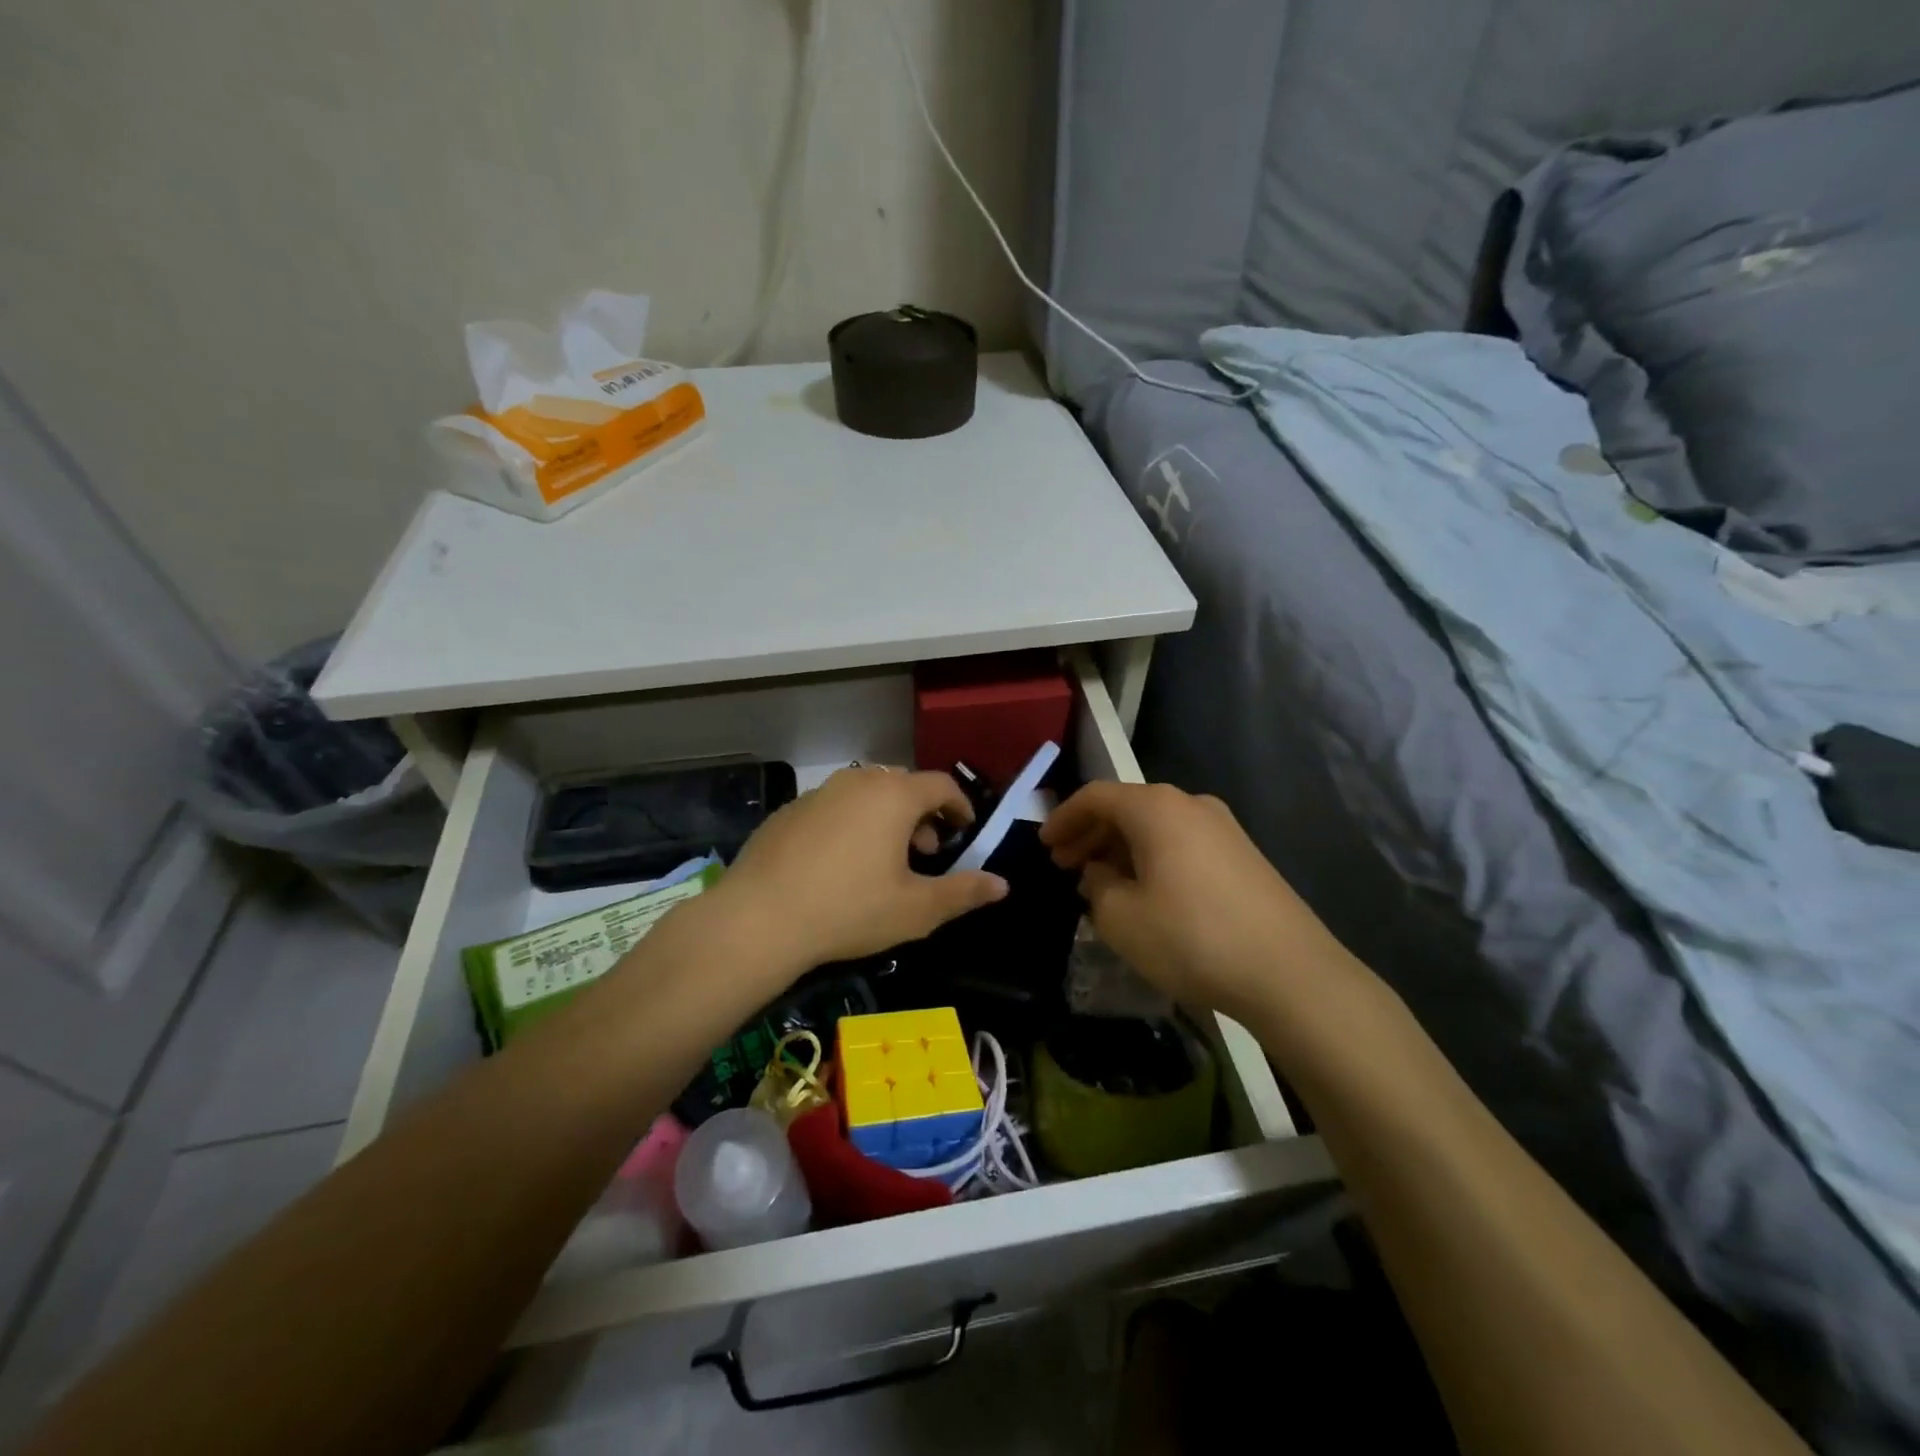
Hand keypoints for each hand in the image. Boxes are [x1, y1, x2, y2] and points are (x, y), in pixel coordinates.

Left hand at [718, 766, 1007, 973]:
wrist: (759, 919)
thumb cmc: (849, 910)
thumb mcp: (916, 909)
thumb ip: (964, 892)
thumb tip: (1002, 884)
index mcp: (894, 795)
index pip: (942, 785)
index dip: (960, 806)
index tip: (965, 831)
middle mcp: (858, 782)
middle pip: (904, 785)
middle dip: (923, 814)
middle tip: (926, 851)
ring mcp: (818, 793)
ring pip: (866, 794)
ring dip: (886, 818)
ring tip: (884, 860)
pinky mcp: (789, 811)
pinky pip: (834, 808)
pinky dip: (850, 824)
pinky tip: (839, 865)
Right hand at [1041, 781, 1346, 1021]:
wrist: (1288, 972)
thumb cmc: (1191, 937)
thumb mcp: (1121, 918)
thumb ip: (1097, 887)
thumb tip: (1101, 874)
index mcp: (1155, 808)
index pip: (1096, 796)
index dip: (1064, 818)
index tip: (1044, 845)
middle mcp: (1190, 804)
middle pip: (1127, 807)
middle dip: (1091, 834)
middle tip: (1065, 865)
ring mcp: (1223, 828)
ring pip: (1156, 827)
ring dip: (1121, 848)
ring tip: (1101, 881)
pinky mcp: (1243, 856)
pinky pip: (1182, 844)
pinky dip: (1152, 858)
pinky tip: (1146, 892)